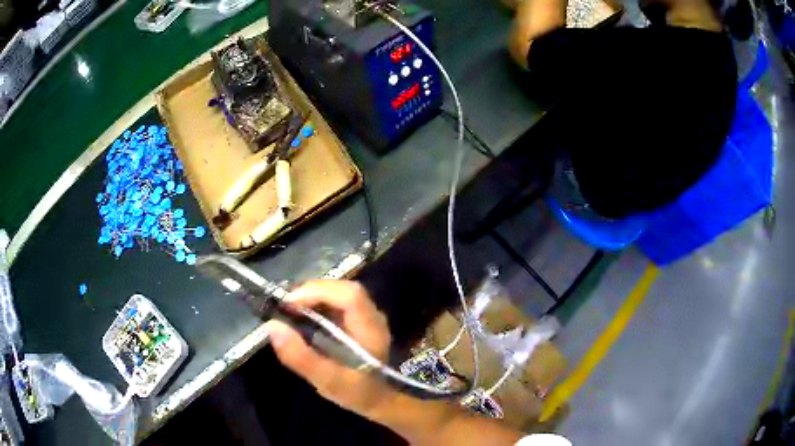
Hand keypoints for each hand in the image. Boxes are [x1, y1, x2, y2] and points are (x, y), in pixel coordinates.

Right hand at [265, 280, 395, 417]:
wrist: (377, 399)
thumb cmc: (356, 392)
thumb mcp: (327, 381)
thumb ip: (301, 357)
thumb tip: (273, 326)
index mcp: (371, 330)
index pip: (350, 295)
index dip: (318, 292)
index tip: (290, 303)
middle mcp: (373, 316)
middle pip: (344, 288)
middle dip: (312, 291)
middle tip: (285, 306)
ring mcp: (368, 315)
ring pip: (340, 291)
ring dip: (313, 295)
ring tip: (290, 309)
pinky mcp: (359, 318)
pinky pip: (337, 300)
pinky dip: (317, 301)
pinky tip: (303, 314)